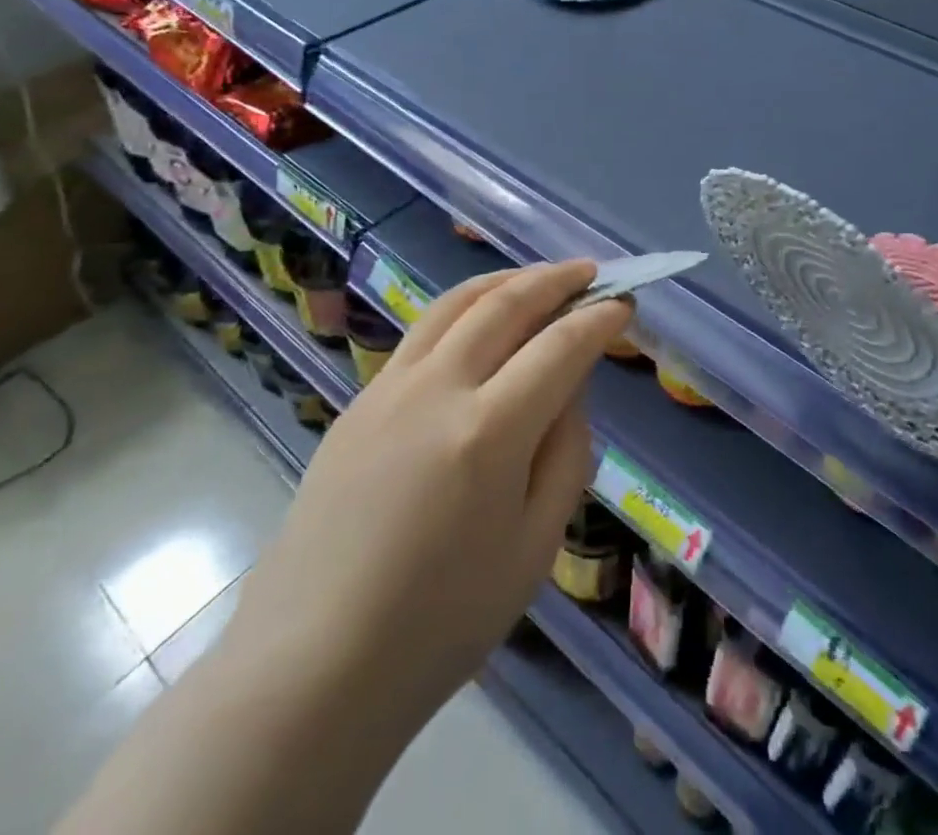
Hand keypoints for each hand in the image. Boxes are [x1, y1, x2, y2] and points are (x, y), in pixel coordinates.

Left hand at [221, 261, 630, 742]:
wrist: (313, 665)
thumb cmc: (441, 622)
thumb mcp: (534, 547)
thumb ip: (565, 453)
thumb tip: (569, 389)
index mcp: (489, 432)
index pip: (560, 347)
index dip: (599, 320)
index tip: (624, 305)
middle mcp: (438, 389)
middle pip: (506, 304)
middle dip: (556, 280)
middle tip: (590, 272)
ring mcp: (389, 388)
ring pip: (456, 303)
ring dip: (506, 280)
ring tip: (539, 279)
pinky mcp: (359, 401)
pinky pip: (422, 332)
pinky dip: (464, 308)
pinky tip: (480, 321)